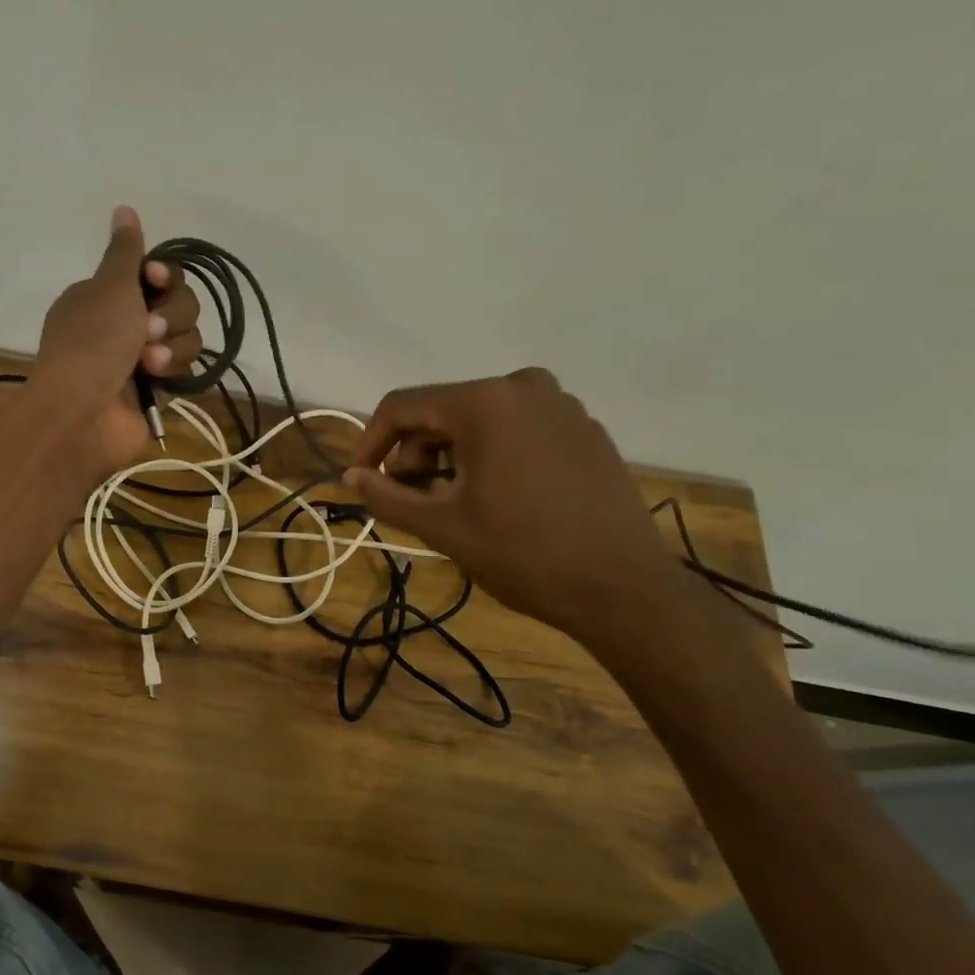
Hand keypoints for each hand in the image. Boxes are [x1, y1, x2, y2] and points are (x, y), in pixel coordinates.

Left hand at [30, 206, 202, 482]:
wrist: (83, 414)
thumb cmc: (92, 344)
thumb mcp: (110, 287)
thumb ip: (125, 251)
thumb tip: (123, 208)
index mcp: (107, 295)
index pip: (156, 273)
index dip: (164, 276)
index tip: (154, 279)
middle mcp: (125, 323)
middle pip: (179, 303)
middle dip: (170, 315)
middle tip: (146, 331)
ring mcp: (142, 358)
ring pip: (187, 336)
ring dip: (171, 346)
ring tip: (147, 364)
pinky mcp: (159, 389)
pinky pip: (186, 368)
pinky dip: (173, 371)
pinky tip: (155, 381)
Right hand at [344, 369, 685, 641]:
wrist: (624, 588)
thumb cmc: (523, 553)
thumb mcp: (442, 526)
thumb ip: (386, 495)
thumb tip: (350, 477)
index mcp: (485, 402)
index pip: (402, 406)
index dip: (371, 443)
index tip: (362, 481)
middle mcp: (523, 387)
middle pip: (442, 411)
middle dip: (416, 455)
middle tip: (414, 502)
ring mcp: (561, 405)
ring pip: (480, 421)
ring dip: (452, 457)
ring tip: (457, 505)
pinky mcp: (585, 429)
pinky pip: (517, 430)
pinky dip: (493, 456)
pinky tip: (501, 498)